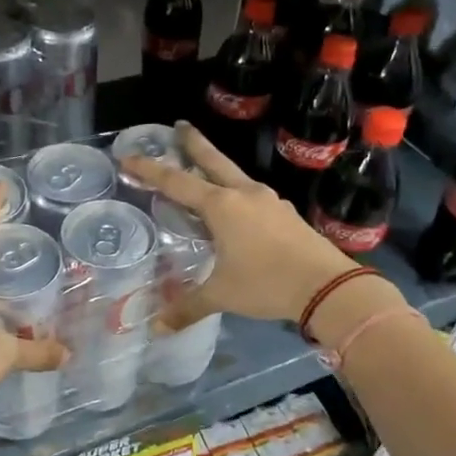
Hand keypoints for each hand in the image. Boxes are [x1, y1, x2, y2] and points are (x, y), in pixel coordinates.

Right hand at [122, 122, 363, 330]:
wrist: (327, 286)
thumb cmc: (266, 282)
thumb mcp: (221, 294)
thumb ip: (188, 307)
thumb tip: (158, 328)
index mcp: (221, 206)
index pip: (176, 182)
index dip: (149, 170)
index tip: (127, 157)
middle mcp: (244, 194)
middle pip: (213, 161)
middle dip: (193, 143)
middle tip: (179, 126)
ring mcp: (269, 201)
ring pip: (235, 177)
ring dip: (217, 169)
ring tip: (205, 171)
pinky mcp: (286, 214)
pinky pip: (252, 196)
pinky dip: (236, 193)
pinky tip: (237, 208)